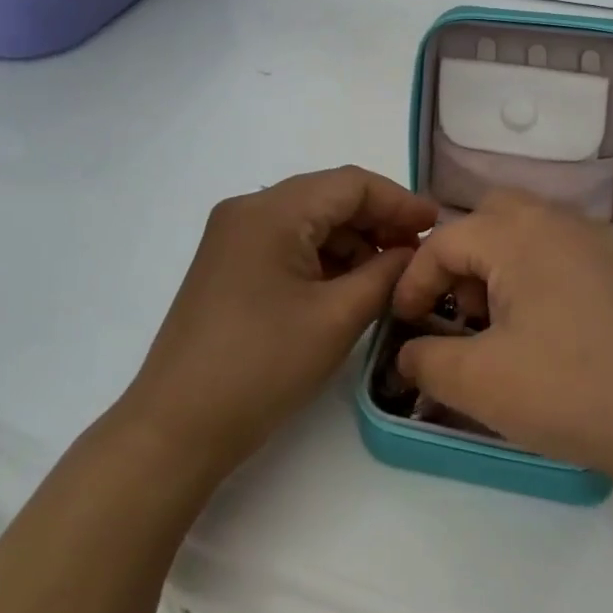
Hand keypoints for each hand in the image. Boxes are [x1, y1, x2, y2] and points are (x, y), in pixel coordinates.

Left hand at [119, 166, 438, 487]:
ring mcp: (233, 238)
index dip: (399, 200)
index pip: (350, 184)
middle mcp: (248, 211)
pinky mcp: (229, 266)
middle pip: (328, 197)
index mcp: (271, 211)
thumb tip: (413, 252)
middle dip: (377, 220)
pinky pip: (289, 244)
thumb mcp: (336, 318)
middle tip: (418, 251)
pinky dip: (324, 258)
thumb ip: (385, 274)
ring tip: (390, 274)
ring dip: (353, 241)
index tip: (437, 224)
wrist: (176, 429)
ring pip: (309, 221)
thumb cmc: (261, 367)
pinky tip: (350, 285)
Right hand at [388, 192, 612, 486]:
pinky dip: (536, 271)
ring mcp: (597, 240)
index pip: (445, 239)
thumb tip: (407, 352)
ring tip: (497, 323)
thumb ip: (425, 359)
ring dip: (499, 263)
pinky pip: (562, 249)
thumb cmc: (567, 390)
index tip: (405, 323)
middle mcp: (558, 220)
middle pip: (489, 217)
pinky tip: (543, 324)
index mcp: (518, 234)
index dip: (414, 279)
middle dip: (460, 258)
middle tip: (457, 310)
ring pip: (528, 229)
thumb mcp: (477, 382)